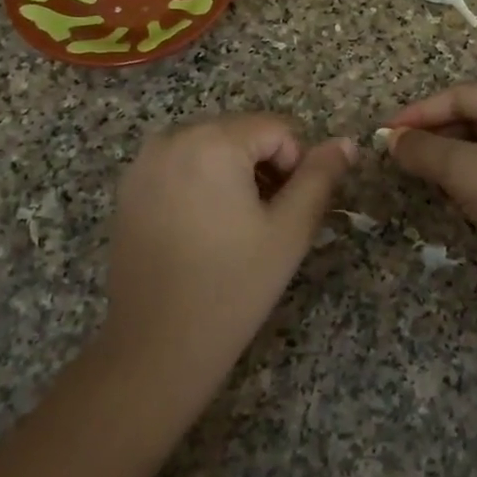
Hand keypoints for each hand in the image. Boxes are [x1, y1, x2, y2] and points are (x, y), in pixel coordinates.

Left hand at [105, 115, 354, 388]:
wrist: (155, 347)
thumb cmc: (232, 286)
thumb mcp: (289, 231)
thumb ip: (321, 178)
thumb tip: (347, 142)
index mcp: (213, 141)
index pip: (278, 129)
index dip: (297, 165)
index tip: (292, 211)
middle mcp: (173, 138)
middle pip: (242, 133)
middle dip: (264, 167)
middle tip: (268, 222)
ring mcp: (145, 162)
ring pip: (212, 147)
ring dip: (235, 174)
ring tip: (238, 228)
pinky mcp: (129, 188)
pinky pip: (182, 165)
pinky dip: (203, 183)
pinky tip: (205, 230)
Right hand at [386, 82, 476, 328]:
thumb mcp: (468, 172)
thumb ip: (424, 150)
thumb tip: (390, 139)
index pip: (460, 96)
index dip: (418, 113)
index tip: (383, 134)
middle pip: (473, 118)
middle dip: (435, 138)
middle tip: (397, 158)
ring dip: (450, 161)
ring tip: (419, 177)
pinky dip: (472, 181)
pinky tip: (452, 199)